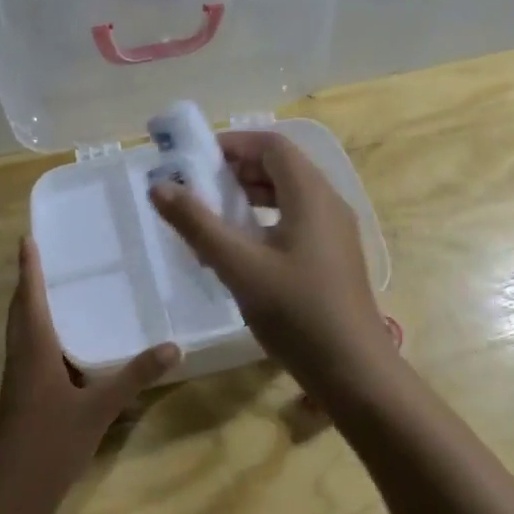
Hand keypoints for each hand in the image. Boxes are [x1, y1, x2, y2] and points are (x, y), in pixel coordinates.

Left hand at [0, 237, 178, 513]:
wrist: (9, 497)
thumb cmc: (48, 445)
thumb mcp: (98, 410)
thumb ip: (134, 377)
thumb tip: (173, 346)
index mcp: (34, 351)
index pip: (30, 298)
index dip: (29, 268)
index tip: (27, 238)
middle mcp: (21, 358)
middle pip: (20, 311)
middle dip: (29, 282)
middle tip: (46, 255)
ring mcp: (19, 380)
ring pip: (23, 332)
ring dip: (33, 307)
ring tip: (59, 288)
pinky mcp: (23, 397)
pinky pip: (31, 352)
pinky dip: (44, 334)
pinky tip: (68, 343)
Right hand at [149, 131, 392, 396]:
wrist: (353, 370)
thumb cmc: (296, 312)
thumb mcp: (239, 266)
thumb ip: (197, 224)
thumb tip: (159, 186)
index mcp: (311, 194)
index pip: (273, 145)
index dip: (234, 144)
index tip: (196, 158)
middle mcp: (328, 203)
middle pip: (282, 167)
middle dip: (239, 170)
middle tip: (199, 187)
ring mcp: (335, 232)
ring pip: (290, 196)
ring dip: (252, 196)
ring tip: (215, 215)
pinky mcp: (334, 257)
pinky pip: (298, 220)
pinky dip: (267, 221)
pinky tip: (243, 250)